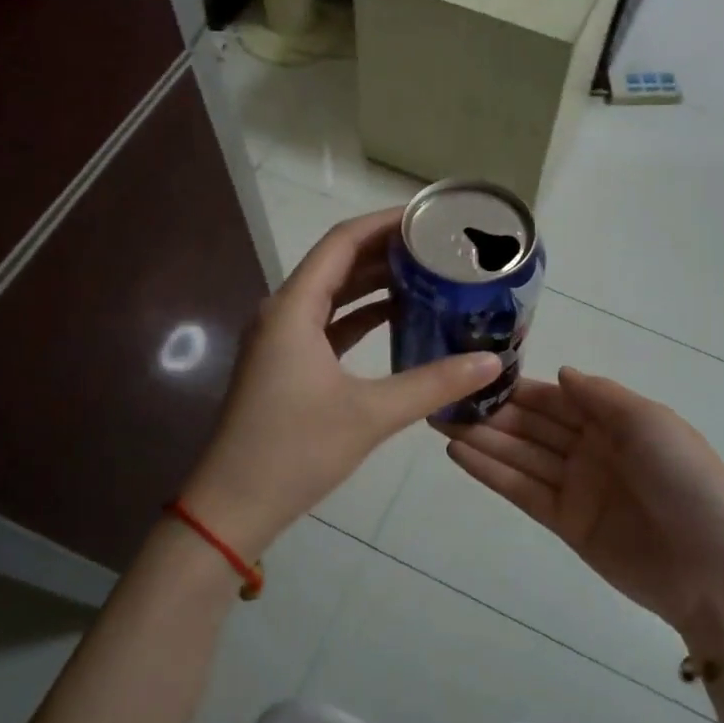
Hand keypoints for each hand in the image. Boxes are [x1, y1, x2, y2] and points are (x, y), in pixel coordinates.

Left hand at [179, 209, 500, 557]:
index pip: (342, 242)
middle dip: (386, 251)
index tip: (428, 217)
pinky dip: (361, 317)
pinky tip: (398, 319)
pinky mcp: (285, 365)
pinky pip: (328, 324)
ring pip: (333, 295)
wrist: (233, 506)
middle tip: (438, 246)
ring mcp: (281, 340)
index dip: (385, 222)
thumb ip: (433, 384)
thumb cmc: (295, 451)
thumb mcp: (370, 414)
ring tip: (427, 274)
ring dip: (374, 283)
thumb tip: (491, 362)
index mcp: (294, 308)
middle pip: (338, 263)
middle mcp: (283, 312)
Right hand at [446, 368, 723, 655]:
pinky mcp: (566, 523)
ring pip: (520, 456)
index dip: (517, 388)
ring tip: (437, 421)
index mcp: (615, 420)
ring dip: (482, 439)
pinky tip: (458, 454)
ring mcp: (577, 487)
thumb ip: (600, 396)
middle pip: (532, 426)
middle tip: (441, 399)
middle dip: (490, 413)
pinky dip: (491, 473)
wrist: (716, 569)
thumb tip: (561, 373)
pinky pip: (522, 491)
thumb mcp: (650, 422)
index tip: (474, 374)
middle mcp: (591, 448)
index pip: (555, 398)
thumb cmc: (687, 481)